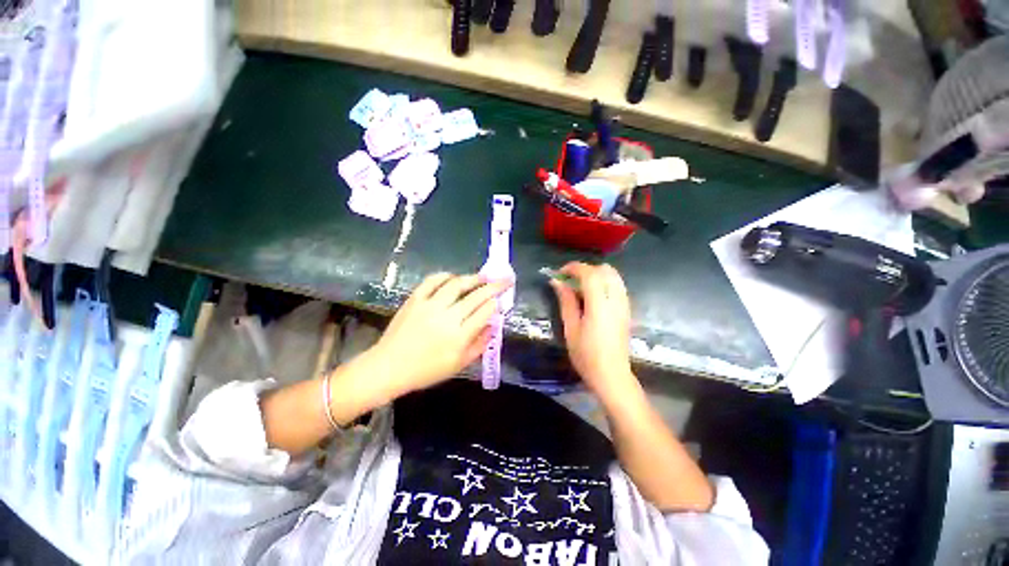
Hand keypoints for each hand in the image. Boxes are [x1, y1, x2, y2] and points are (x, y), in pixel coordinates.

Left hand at [371, 272, 510, 396]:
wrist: (389, 367)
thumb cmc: (427, 370)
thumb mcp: (459, 364)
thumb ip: (479, 345)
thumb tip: (493, 326)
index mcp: (460, 337)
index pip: (485, 312)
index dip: (496, 303)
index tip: (502, 299)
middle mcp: (447, 317)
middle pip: (476, 296)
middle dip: (495, 286)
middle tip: (506, 279)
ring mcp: (430, 306)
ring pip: (457, 284)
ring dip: (473, 278)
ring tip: (484, 276)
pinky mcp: (415, 299)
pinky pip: (432, 281)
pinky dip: (445, 276)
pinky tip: (454, 277)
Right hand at [551, 262, 634, 398]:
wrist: (611, 374)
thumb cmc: (586, 355)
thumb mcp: (570, 328)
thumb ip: (566, 301)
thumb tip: (557, 282)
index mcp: (600, 306)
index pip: (590, 274)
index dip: (574, 268)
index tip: (560, 272)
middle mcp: (616, 300)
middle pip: (606, 270)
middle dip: (586, 269)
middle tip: (571, 280)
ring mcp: (624, 305)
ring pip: (614, 276)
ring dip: (596, 275)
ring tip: (581, 287)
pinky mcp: (627, 310)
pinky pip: (617, 286)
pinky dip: (604, 283)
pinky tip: (592, 296)